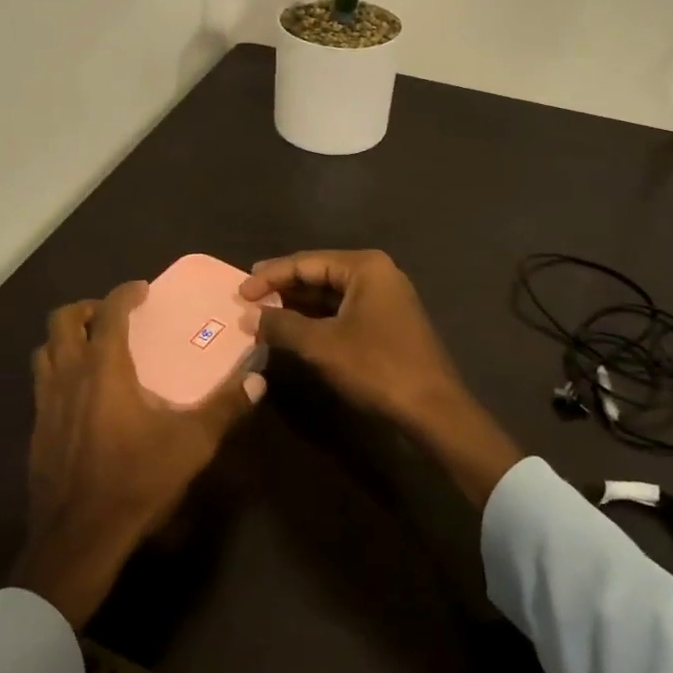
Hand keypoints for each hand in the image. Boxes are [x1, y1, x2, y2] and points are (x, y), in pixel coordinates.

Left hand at [8, 281, 263, 626]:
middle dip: (88, 309)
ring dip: (66, 339)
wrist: (78, 539)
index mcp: (104, 368)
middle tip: (112, 316)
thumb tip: (258, 379)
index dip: (125, 293)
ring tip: (91, 348)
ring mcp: (45, 402)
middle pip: (63, 320)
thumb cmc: (135, 481)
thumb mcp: (191, 444)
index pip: (111, 312)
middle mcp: (69, 374)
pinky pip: (41, 383)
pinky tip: (79, 397)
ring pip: (45, 350)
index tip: (141, 290)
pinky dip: (57, 372)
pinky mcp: (35, 430)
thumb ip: (224, 408)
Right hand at [240, 249, 463, 426]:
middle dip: (282, 288)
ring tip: (263, 315)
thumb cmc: (377, 367)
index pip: (305, 262)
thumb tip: (247, 316)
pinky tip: (293, 330)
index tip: (239, 292)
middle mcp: (376, 273)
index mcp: (364, 266)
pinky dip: (316, 319)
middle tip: (247, 299)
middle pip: (318, 274)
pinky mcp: (386, 321)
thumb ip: (281, 325)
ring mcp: (384, 297)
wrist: (433, 410)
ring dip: (297, 305)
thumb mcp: (321, 345)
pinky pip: (342, 310)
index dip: (269, 277)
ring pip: (330, 294)